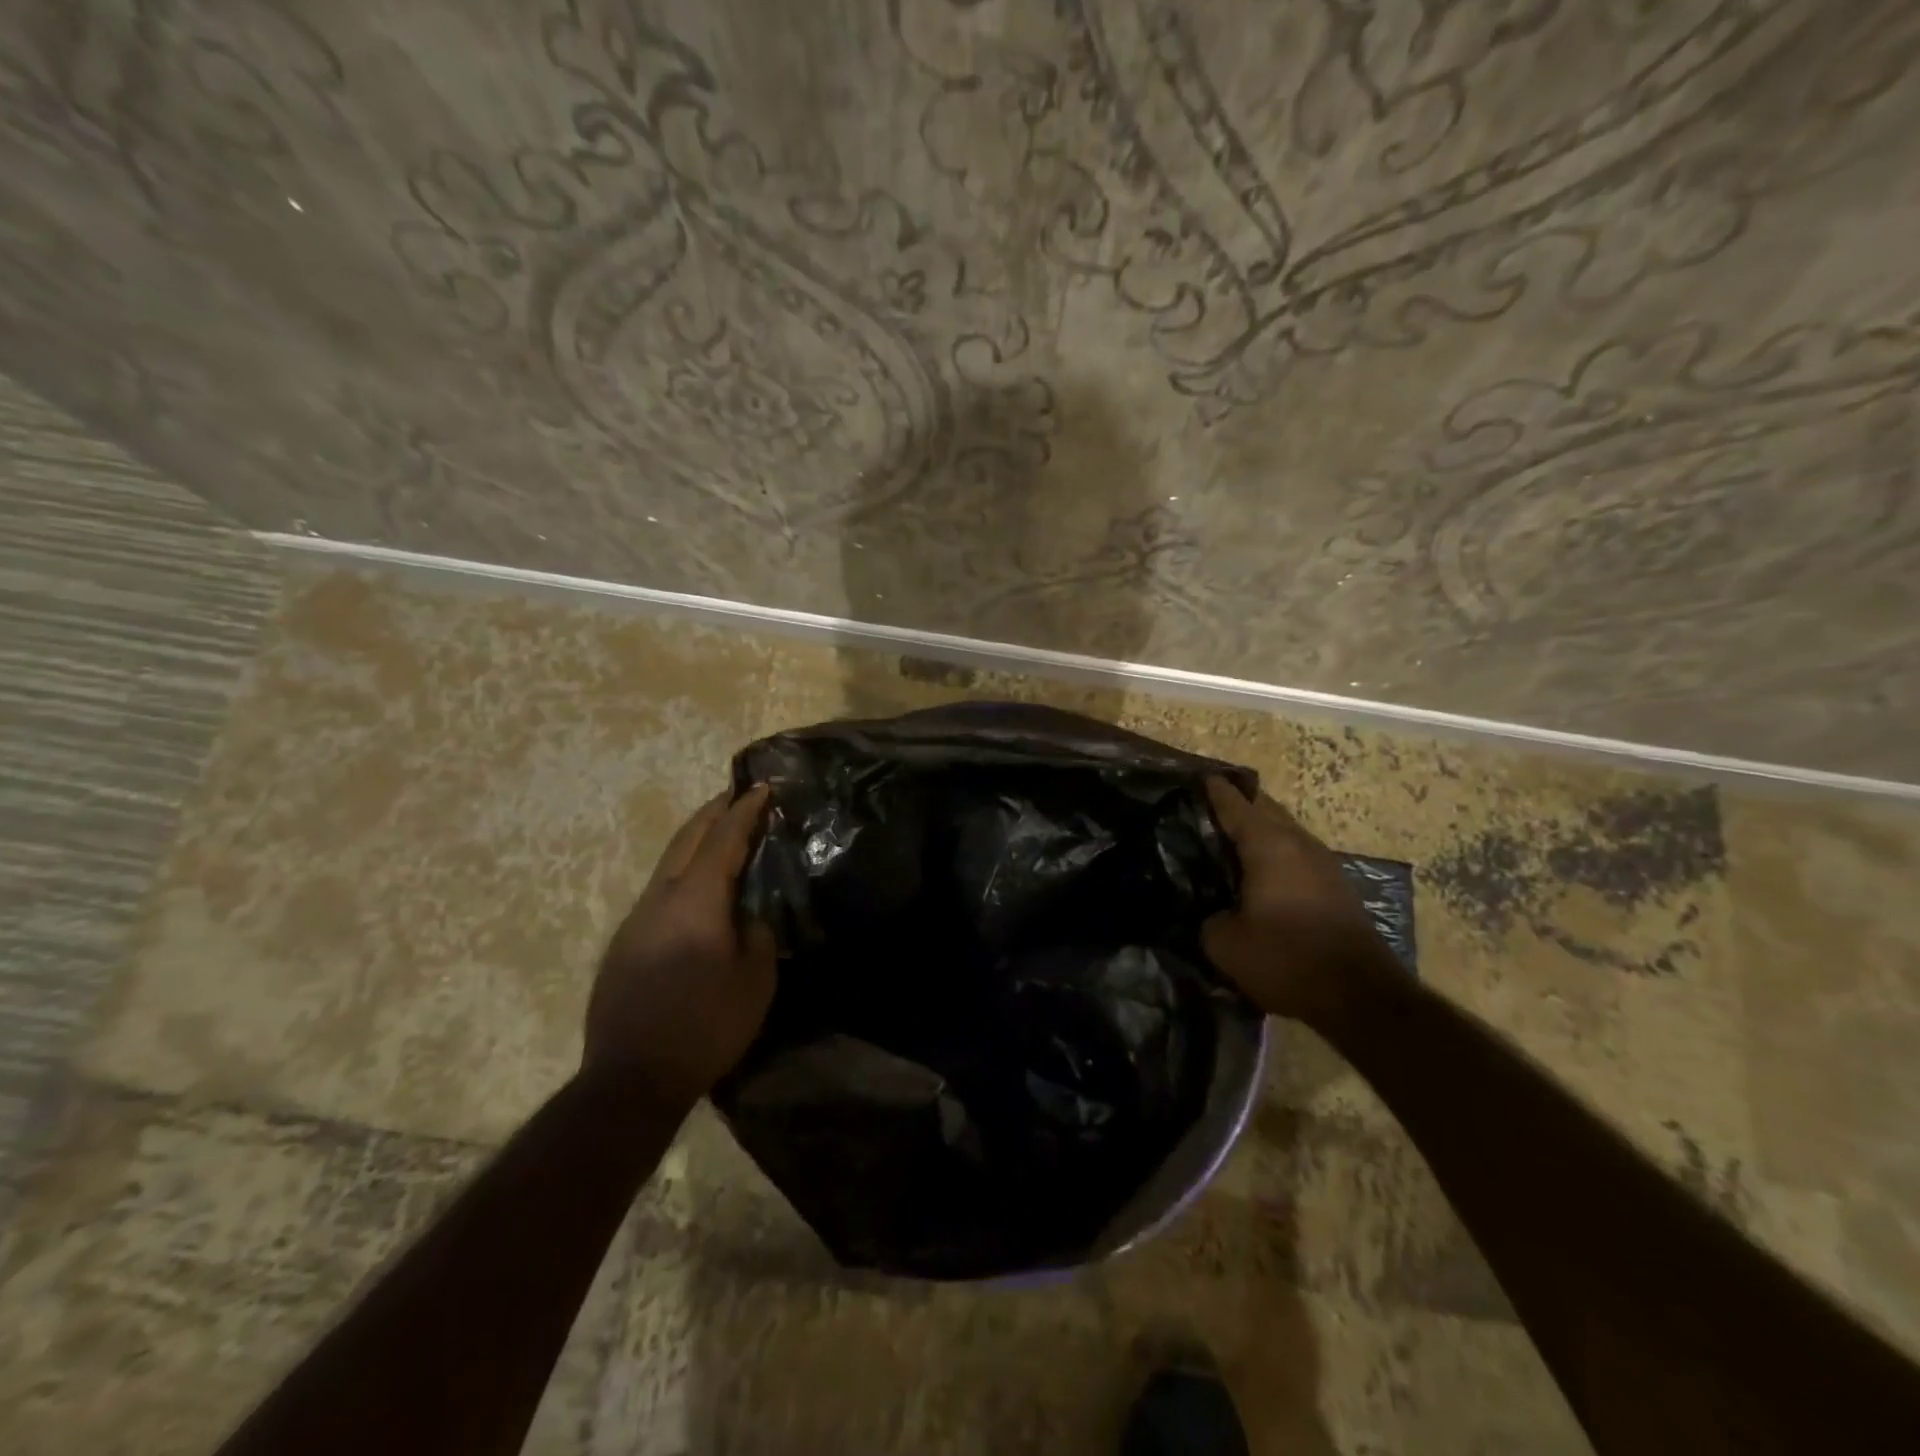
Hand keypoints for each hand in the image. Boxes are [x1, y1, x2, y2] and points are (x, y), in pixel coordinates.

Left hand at [584, 785, 777, 1102]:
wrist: (632, 1078)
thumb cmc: (706, 1024)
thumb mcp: (756, 979)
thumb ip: (758, 933)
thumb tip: (749, 915)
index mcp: (697, 899)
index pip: (724, 838)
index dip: (745, 810)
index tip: (761, 787)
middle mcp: (660, 897)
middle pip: (687, 838)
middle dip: (713, 812)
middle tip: (737, 796)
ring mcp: (636, 919)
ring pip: (669, 863)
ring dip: (696, 841)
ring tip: (721, 836)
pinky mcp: (624, 943)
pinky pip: (660, 891)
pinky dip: (683, 873)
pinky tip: (697, 891)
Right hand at [1202, 777, 1394, 1026]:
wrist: (1361, 996)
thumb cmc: (1287, 958)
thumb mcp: (1225, 944)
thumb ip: (1206, 918)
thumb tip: (1208, 911)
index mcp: (1268, 844)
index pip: (1233, 803)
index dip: (1211, 789)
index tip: (1192, 778)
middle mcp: (1298, 842)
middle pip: (1263, 808)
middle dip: (1236, 804)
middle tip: (1203, 811)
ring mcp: (1323, 863)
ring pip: (1283, 831)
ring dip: (1257, 830)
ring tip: (1226, 841)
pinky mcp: (1335, 886)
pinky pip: (1295, 854)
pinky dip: (1273, 853)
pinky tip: (1256, 873)